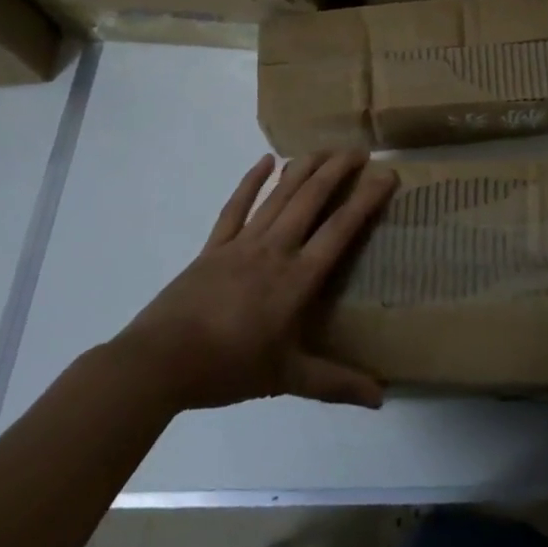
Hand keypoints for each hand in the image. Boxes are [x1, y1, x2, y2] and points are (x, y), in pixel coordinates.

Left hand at [114, 151, 396, 410]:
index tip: (386, 175)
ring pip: (279, 196)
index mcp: (296, 279)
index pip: (340, 230)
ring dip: (303, 168)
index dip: (365, 200)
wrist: (160, 362)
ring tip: (324, 148)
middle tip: (359, 151)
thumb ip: (335, 383)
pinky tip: (265, 160)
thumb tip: (380, 397)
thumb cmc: (228, 368)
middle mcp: (275, 250)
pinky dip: (251, 181)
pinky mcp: (215, 246)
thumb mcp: (286, 378)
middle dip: (337, 171)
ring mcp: (242, 244)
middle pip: (311, 200)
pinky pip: (236, 207)